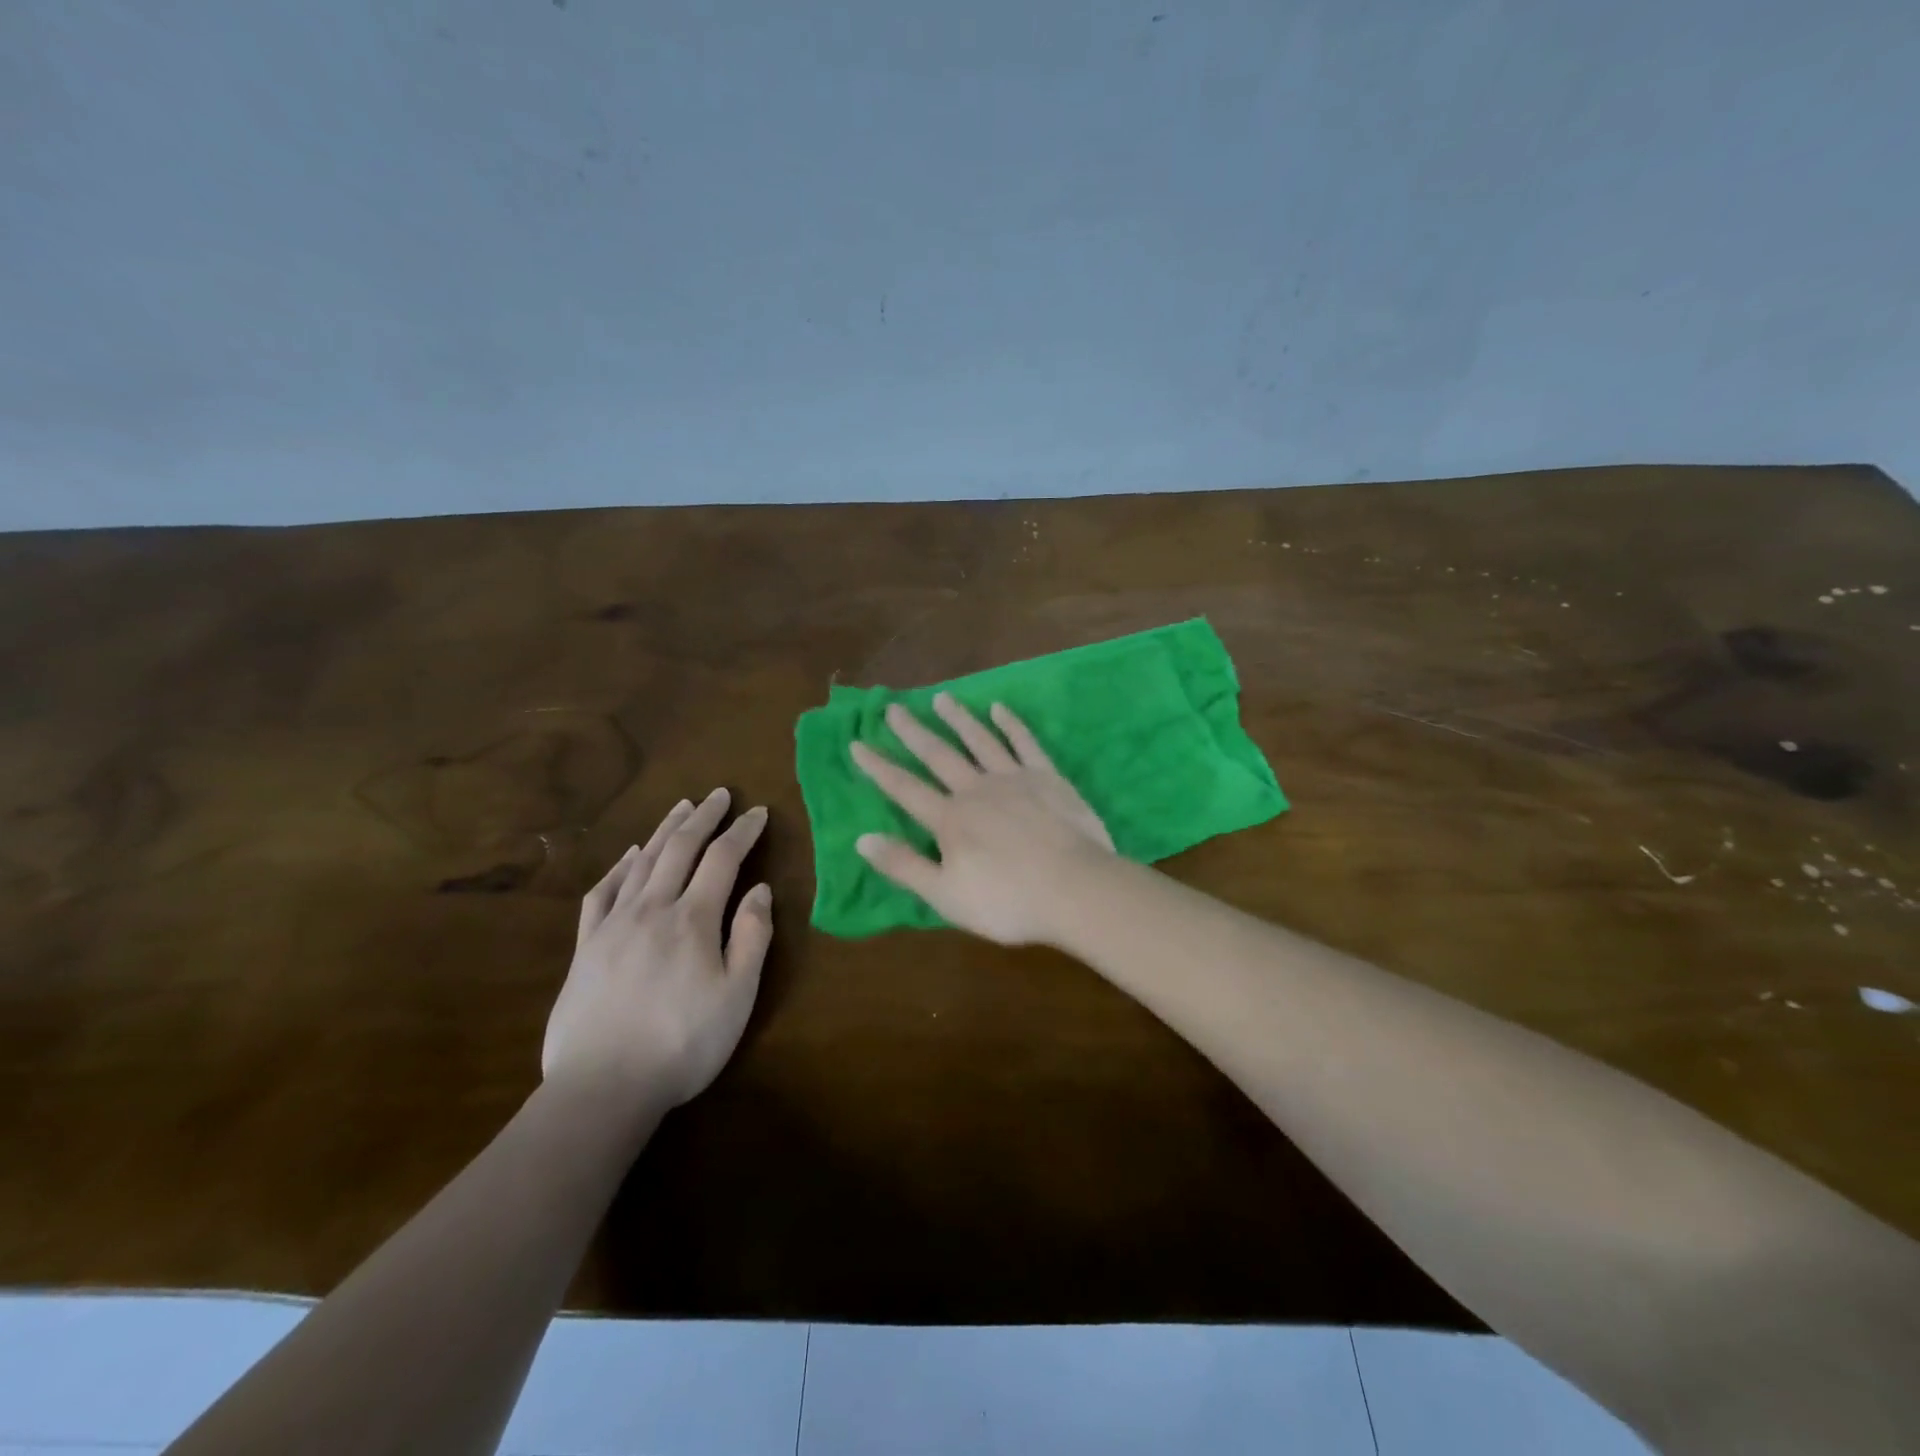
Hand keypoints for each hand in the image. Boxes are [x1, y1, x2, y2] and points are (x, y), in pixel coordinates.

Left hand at [544, 789, 772, 1107]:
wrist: (603, 1087)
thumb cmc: (683, 1043)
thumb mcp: (737, 995)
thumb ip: (752, 937)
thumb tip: (759, 889)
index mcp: (693, 919)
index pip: (723, 859)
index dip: (743, 831)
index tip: (759, 812)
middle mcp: (652, 909)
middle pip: (680, 849)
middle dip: (703, 817)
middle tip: (719, 793)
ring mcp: (614, 925)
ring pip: (642, 862)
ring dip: (665, 830)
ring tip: (681, 808)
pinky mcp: (586, 946)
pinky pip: (603, 892)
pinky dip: (620, 866)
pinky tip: (630, 856)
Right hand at [851, 694, 1113, 945]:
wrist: (1075, 889)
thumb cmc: (1008, 901)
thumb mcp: (945, 896)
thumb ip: (904, 866)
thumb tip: (862, 838)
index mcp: (950, 820)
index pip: (904, 788)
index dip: (878, 767)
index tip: (857, 743)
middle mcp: (976, 789)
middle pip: (939, 755)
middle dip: (913, 731)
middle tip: (894, 707)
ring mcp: (1014, 778)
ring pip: (979, 740)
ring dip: (958, 718)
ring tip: (941, 698)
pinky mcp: (1047, 777)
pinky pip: (1025, 743)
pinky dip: (1011, 724)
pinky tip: (999, 708)